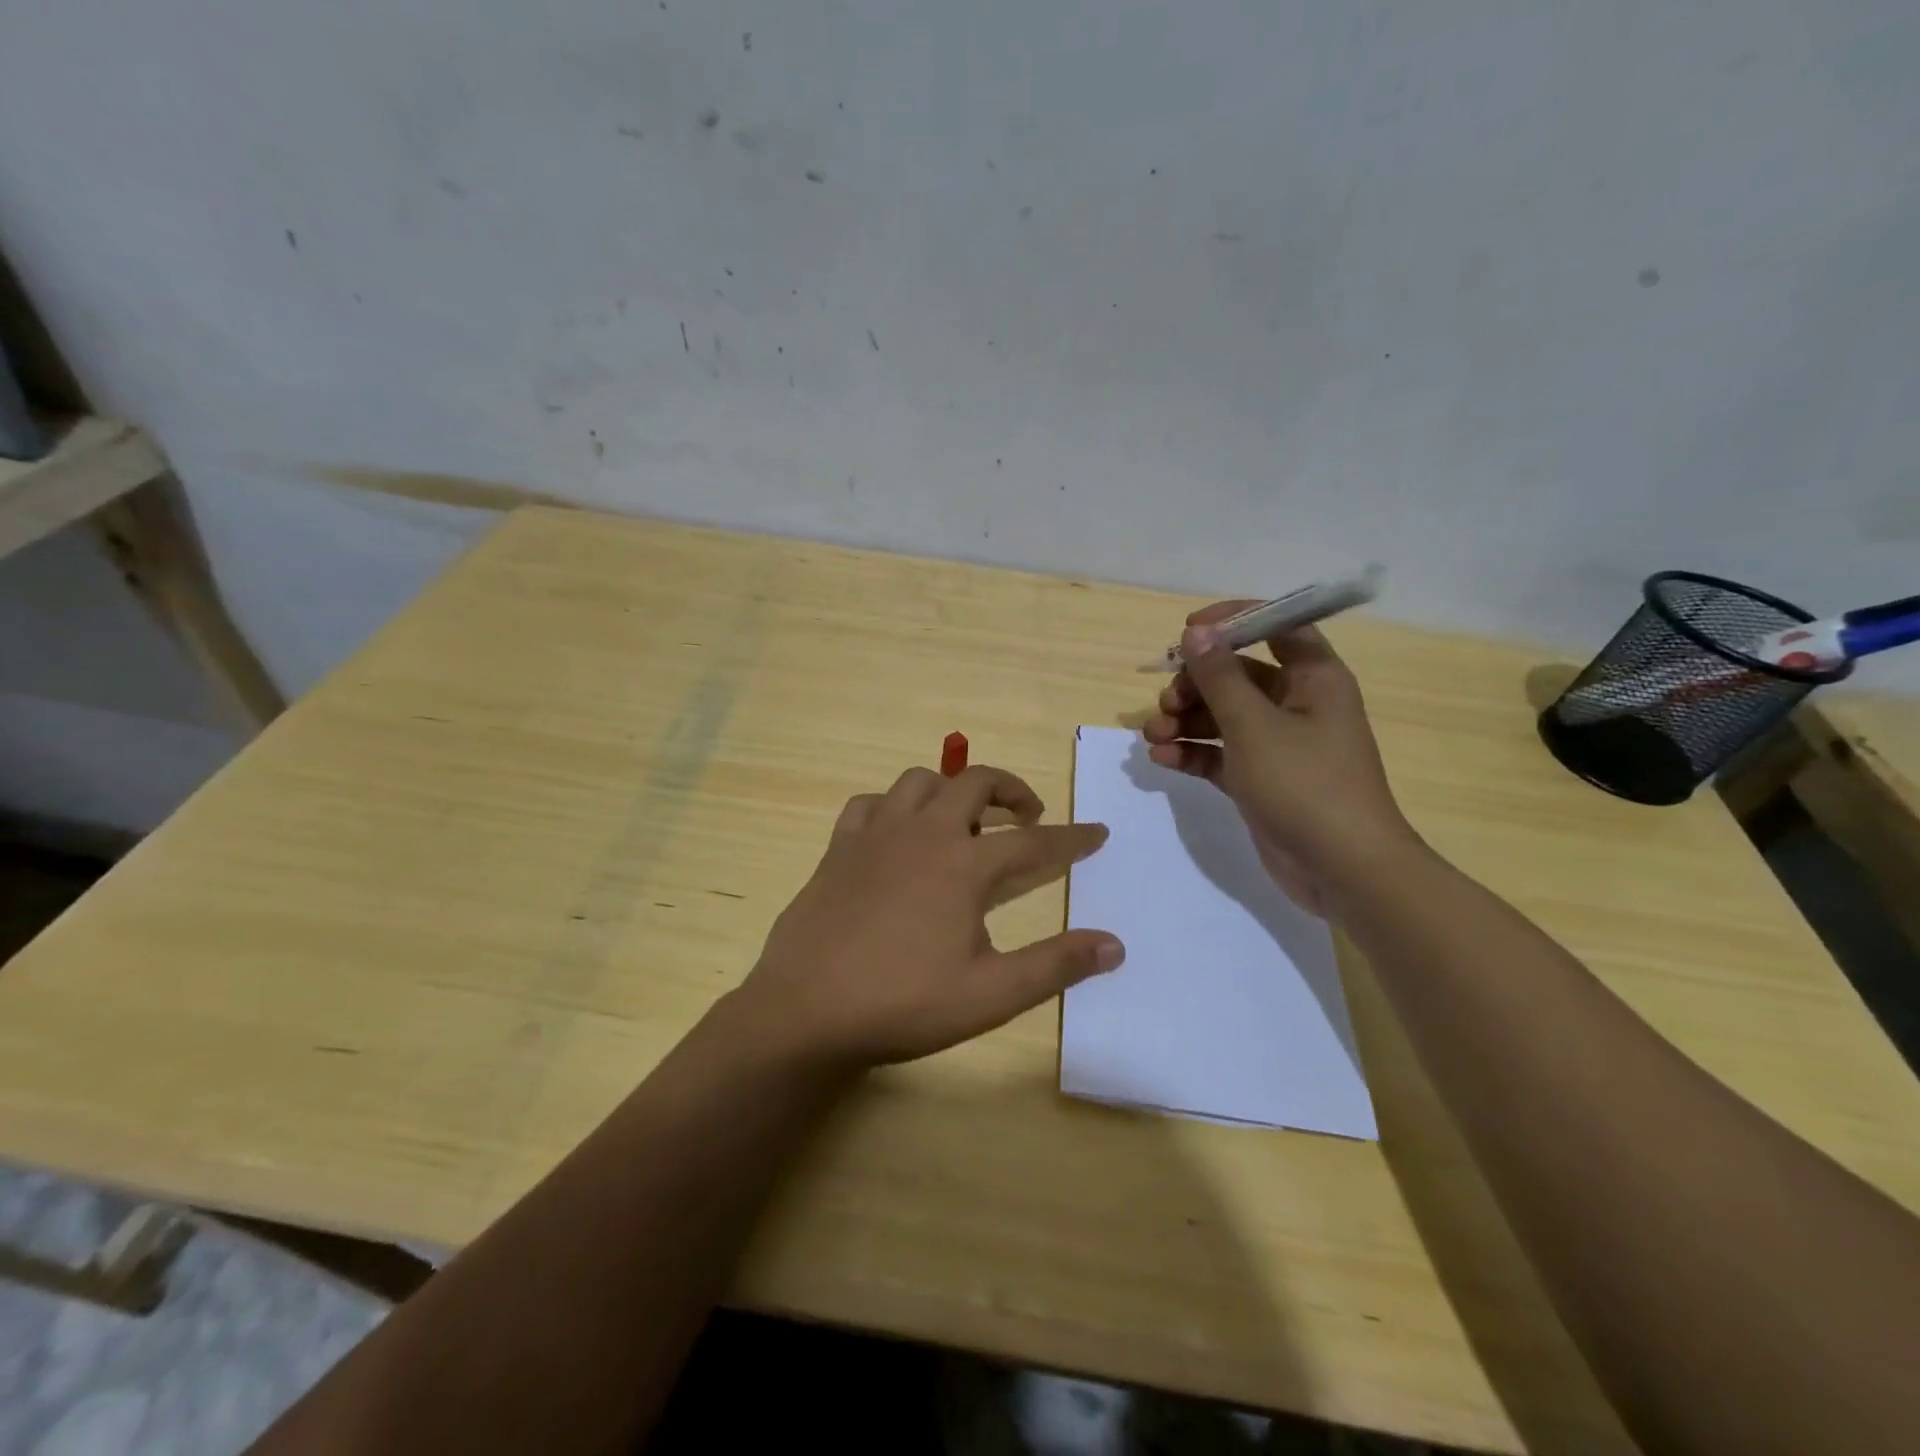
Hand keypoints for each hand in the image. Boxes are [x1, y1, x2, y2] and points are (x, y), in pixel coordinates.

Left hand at [731, 765, 1121, 1071]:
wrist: (805, 1011)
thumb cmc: (903, 1004)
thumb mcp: (990, 995)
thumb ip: (1055, 966)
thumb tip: (1114, 945)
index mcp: (963, 865)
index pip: (1034, 842)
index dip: (1071, 838)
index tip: (1098, 832)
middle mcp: (923, 833)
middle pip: (975, 783)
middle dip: (1011, 790)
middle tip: (1028, 816)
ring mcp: (875, 834)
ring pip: (920, 781)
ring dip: (951, 789)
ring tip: (964, 819)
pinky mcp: (838, 847)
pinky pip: (869, 803)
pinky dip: (893, 806)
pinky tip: (897, 832)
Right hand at [1142, 601, 1415, 913]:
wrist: (1342, 870)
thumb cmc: (1304, 785)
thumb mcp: (1254, 726)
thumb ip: (1220, 677)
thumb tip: (1196, 631)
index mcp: (1313, 678)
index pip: (1277, 626)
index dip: (1233, 621)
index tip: (1188, 630)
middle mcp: (1296, 704)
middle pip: (1237, 674)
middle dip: (1196, 683)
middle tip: (1167, 702)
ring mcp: (1277, 745)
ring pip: (1222, 716)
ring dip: (1186, 720)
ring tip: (1154, 734)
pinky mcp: (1259, 779)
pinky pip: (1219, 753)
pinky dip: (1192, 752)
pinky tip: (1162, 759)